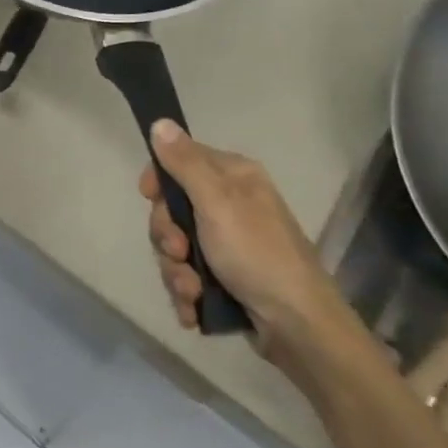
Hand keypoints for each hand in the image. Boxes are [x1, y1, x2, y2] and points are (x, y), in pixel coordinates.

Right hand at [139, 120, 357, 369]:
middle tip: (180, 252)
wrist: (298, 326)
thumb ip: (185, 163)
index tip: (149, 198)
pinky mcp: (226, 277)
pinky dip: (187, 293)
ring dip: (176, 272)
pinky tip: (194, 308)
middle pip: (172, 210)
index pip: (179, 161)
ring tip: (192, 291)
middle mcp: (230, 205)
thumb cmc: (257, 254)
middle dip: (167, 237)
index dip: (159, 181)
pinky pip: (188, 276)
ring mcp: (228, 244)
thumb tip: (160, 121)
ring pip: (176, 248)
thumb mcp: (217, 202)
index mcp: (233, 178)